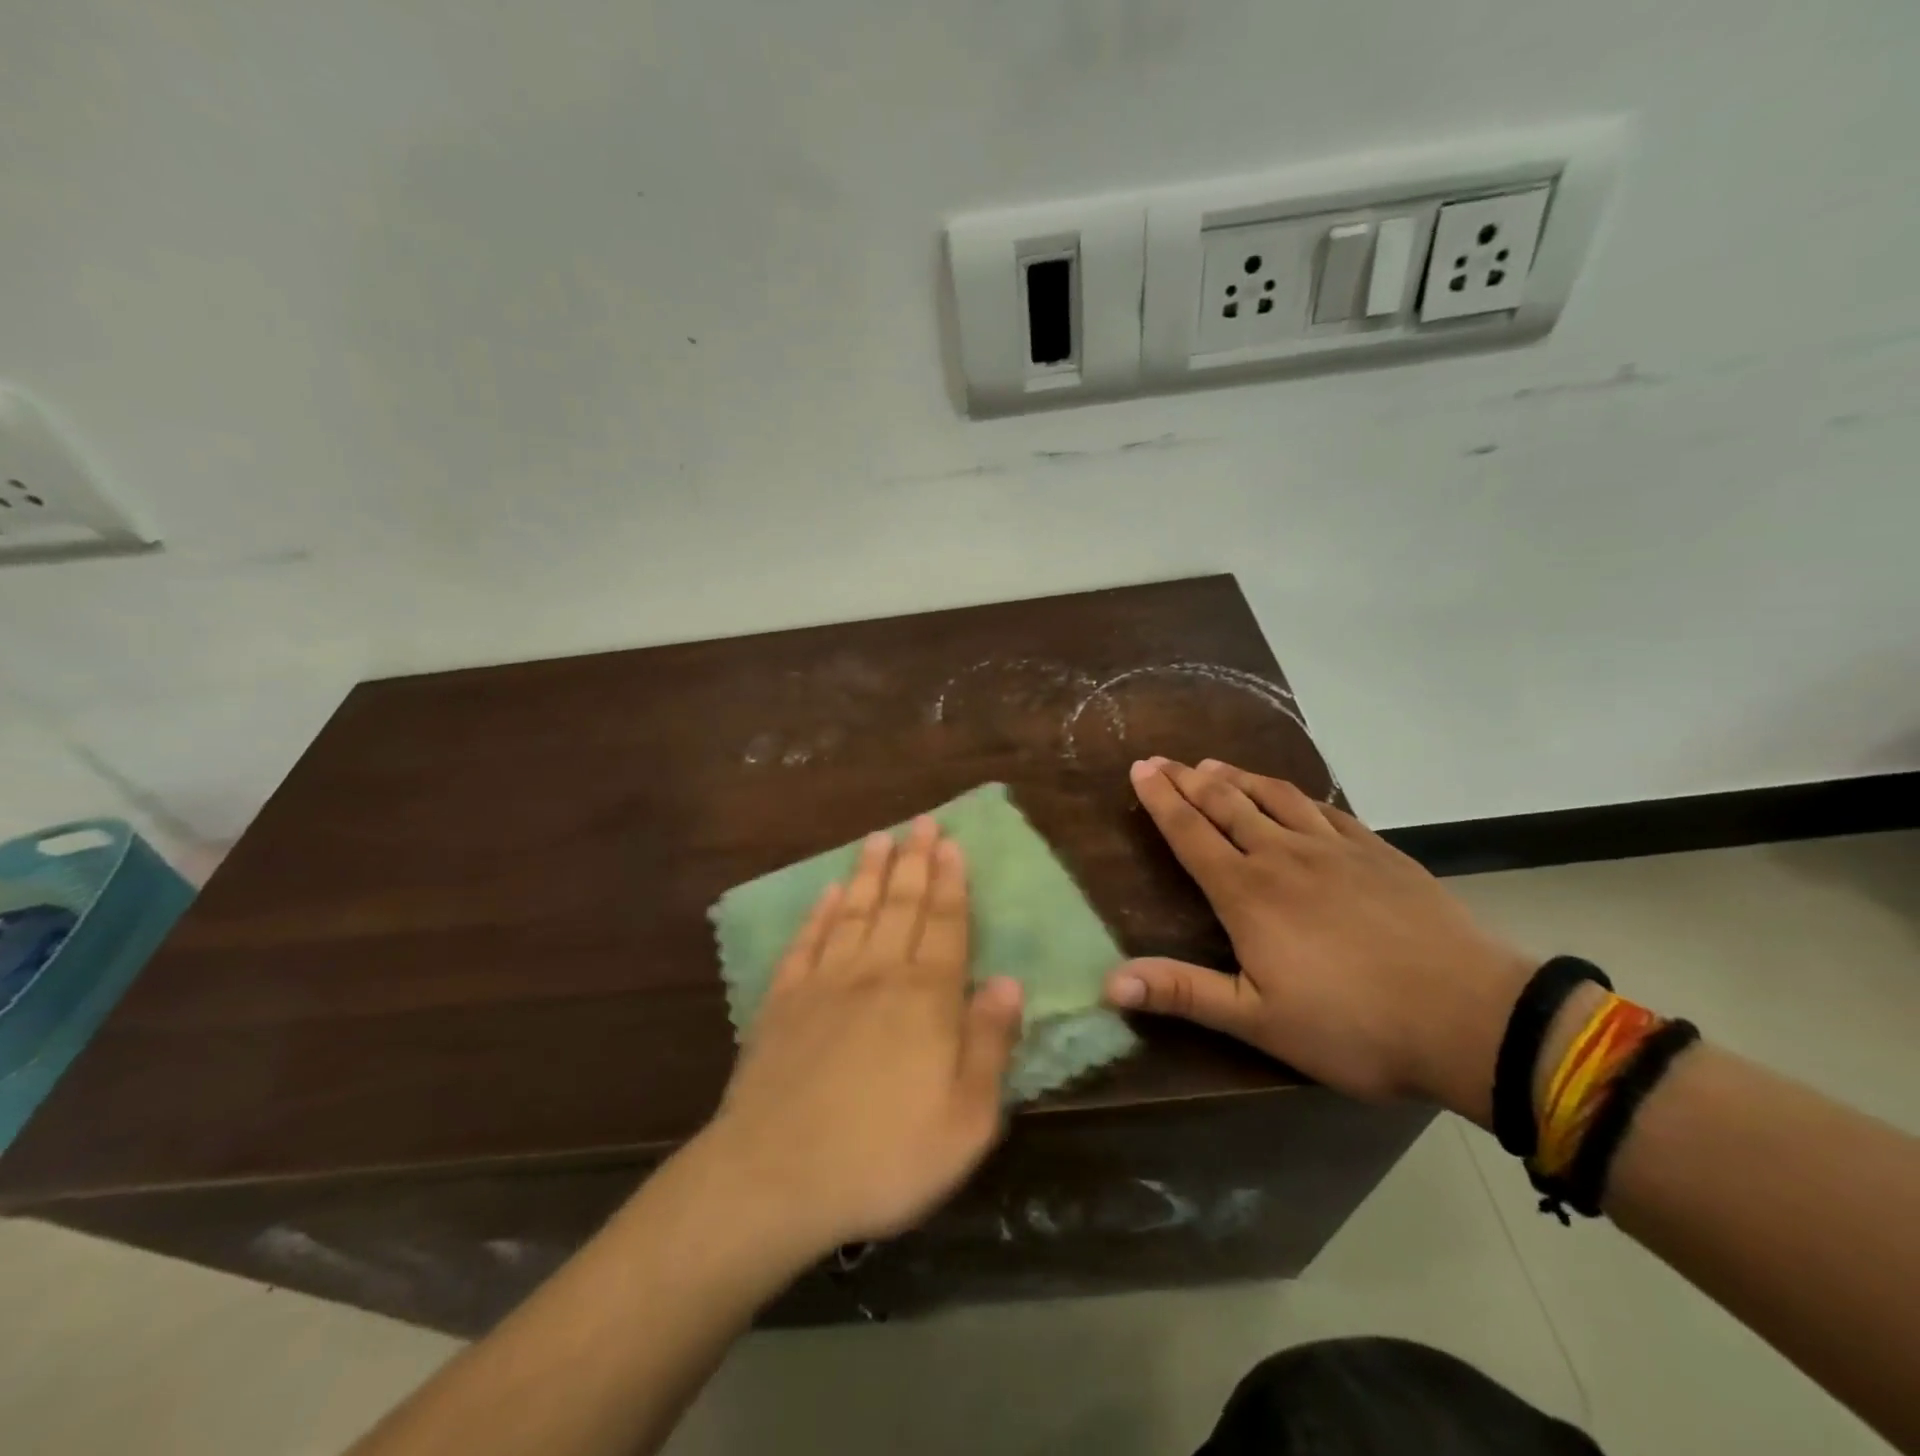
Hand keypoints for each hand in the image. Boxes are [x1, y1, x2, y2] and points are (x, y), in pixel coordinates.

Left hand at [699, 817, 1024, 1254]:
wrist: (775, 1177)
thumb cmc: (885, 1156)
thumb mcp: (966, 1120)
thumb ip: (990, 1044)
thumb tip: (1008, 982)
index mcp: (925, 998)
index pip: (944, 924)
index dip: (951, 882)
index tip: (951, 844)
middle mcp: (876, 974)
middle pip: (900, 905)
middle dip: (914, 860)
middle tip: (921, 822)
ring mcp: (825, 983)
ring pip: (855, 912)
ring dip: (870, 872)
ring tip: (879, 838)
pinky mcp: (783, 1002)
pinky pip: (807, 942)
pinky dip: (820, 912)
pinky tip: (828, 892)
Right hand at [1105, 758, 1533, 1122]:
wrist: (1471, 1017)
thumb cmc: (1353, 1026)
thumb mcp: (1258, 1020)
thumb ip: (1183, 993)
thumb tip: (1109, 983)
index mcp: (1247, 893)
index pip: (1191, 833)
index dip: (1161, 800)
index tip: (1139, 767)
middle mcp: (1283, 856)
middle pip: (1226, 804)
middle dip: (1188, 779)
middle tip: (1163, 759)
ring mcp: (1335, 849)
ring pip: (1274, 797)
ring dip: (1237, 778)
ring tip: (1212, 764)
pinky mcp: (1379, 852)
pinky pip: (1326, 810)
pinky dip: (1296, 795)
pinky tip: (1293, 795)